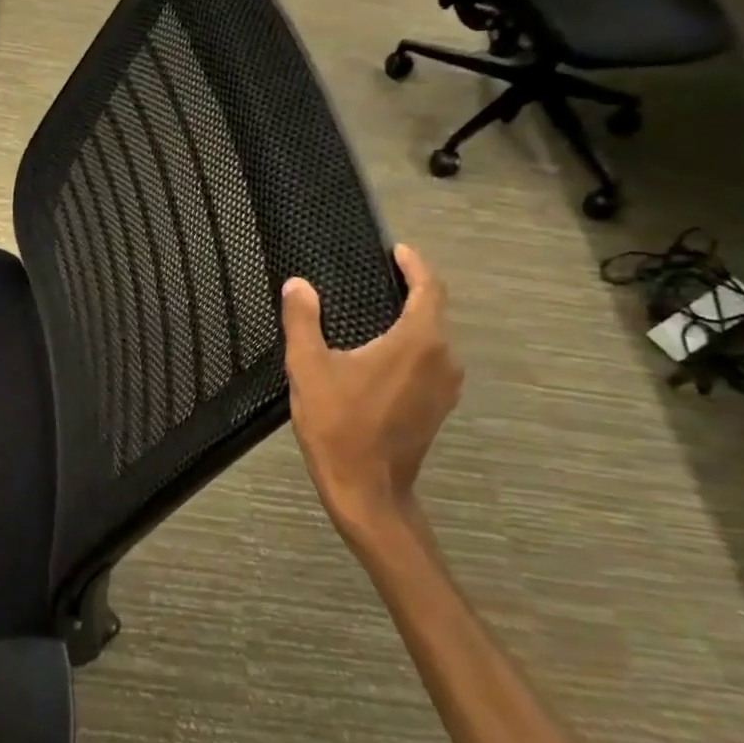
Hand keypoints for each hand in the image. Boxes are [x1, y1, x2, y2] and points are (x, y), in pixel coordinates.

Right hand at [281, 244, 462, 545]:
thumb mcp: (309, 368)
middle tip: (377, 276)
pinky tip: (381, 352)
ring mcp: (445, 386)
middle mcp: (443, 359)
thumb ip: (303, 321)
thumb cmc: (339, 426)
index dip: (414, 265)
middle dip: (411, 289)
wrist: (367, 491)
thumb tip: (298, 285)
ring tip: (376, 310)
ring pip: (433, 338)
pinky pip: (430, 360)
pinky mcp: (438, 406)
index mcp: (418, 342)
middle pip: (434, 311)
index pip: (429, 288)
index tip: (395, 251)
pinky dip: (411, 345)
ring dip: (410, 320)